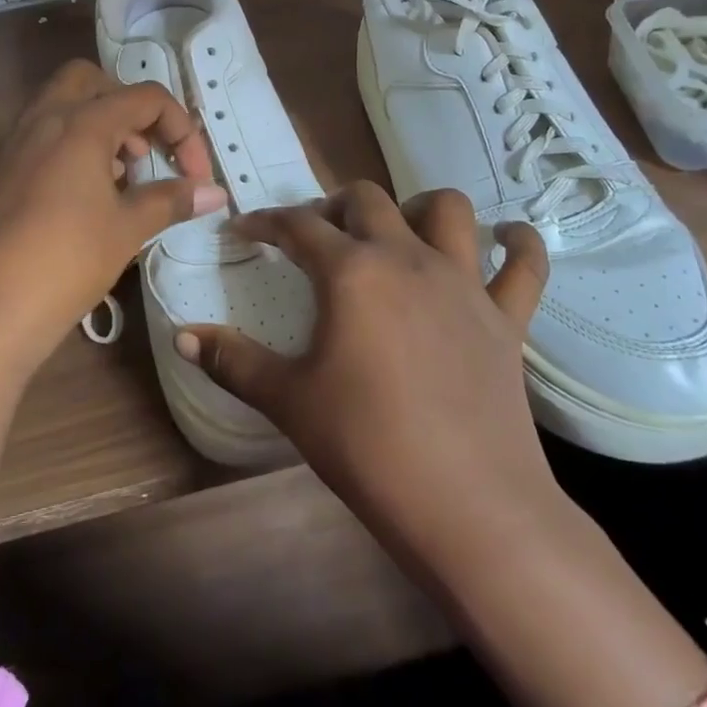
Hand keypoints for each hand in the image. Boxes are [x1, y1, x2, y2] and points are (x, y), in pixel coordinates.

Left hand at [0, 59, 223, 368]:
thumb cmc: (64, 262)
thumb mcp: (126, 230)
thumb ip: (171, 201)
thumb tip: (215, 193)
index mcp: (81, 123)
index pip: (146, 98)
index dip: (182, 130)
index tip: (195, 176)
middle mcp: (42, 119)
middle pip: (92, 81)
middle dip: (127, 107)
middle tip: (145, 152)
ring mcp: (12, 145)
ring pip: (60, 108)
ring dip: (97, 128)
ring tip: (119, 180)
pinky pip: (39, 139)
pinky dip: (68, 150)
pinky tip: (80, 202)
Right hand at [174, 182, 557, 542]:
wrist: (467, 506)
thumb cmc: (366, 446)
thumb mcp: (288, 401)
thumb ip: (231, 361)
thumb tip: (181, 335)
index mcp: (351, 272)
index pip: (297, 225)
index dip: (265, 221)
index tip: (245, 230)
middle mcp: (407, 258)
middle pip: (367, 199)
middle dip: (333, 205)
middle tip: (316, 236)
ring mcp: (463, 283)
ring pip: (447, 209)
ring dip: (418, 206)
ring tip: (398, 230)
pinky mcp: (506, 316)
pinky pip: (524, 264)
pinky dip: (516, 244)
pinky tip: (504, 240)